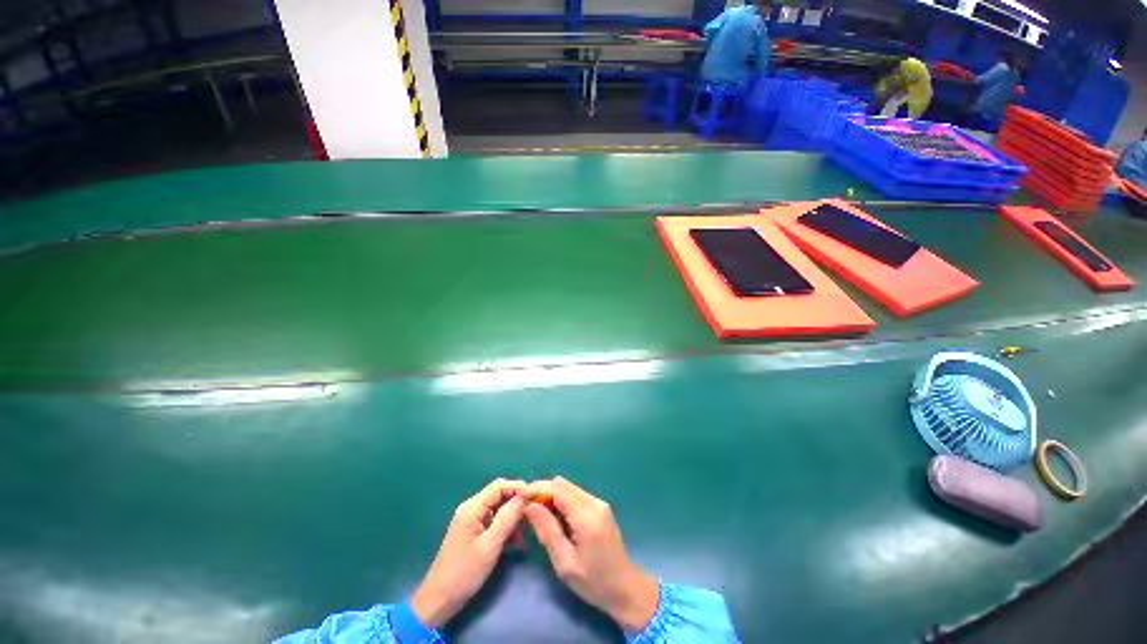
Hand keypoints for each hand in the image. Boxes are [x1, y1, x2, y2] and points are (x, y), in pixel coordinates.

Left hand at [412, 479, 526, 628]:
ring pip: (499, 508)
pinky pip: (495, 521)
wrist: (440, 600)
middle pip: (500, 495)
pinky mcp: (474, 532)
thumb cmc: (463, 573)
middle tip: (534, 515)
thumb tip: (522, 497)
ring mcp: (472, 520)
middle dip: (517, 503)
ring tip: (527, 532)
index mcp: (472, 508)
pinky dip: (506, 527)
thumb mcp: (489, 547)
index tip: (535, 499)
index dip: (518, 488)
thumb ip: (506, 519)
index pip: (499, 486)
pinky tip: (516, 542)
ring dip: (513, 517)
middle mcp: (472, 509)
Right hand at [524, 477, 659, 633]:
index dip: (537, 489)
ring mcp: (599, 503)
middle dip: (543, 493)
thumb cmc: (594, 582)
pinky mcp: (599, 507)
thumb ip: (547, 531)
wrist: (625, 588)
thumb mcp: (565, 563)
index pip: (558, 489)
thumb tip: (530, 506)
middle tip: (528, 513)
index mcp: (587, 515)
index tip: (520, 499)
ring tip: (540, 519)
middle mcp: (594, 502)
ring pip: (568, 489)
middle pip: (563, 485)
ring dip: (552, 498)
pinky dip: (562, 502)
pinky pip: (575, 496)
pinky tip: (556, 521)